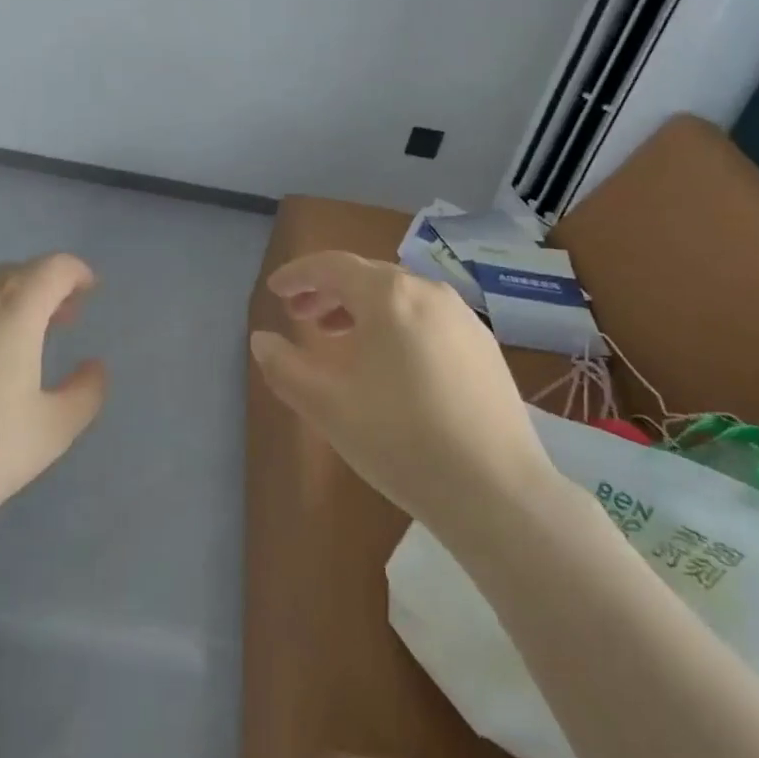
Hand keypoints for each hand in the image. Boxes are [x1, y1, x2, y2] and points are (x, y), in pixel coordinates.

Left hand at [0, 254, 107, 548]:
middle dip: (45, 288)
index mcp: (14, 306)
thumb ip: (86, 392)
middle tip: (62, 321)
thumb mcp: (52, 431)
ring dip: (9, 301)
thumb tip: (93, 367)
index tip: (89, 292)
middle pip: (17, 272)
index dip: (77, 274)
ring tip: (19, 340)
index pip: (54, 267)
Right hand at [250, 251, 552, 538]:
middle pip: (367, 277)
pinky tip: (388, 363)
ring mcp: (463, 318)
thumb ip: (284, 366)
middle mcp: (429, 292)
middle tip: (298, 316)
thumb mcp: (326, 404)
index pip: (332, 266)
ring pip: (400, 298)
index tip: (274, 290)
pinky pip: (426, 319)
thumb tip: (262, 340)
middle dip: (327, 292)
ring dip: (360, 309)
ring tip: (336, 337)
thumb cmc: (400, 439)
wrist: (496, 491)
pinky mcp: (484, 347)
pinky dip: (394, 325)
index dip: (298, 274)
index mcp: (389, 296)